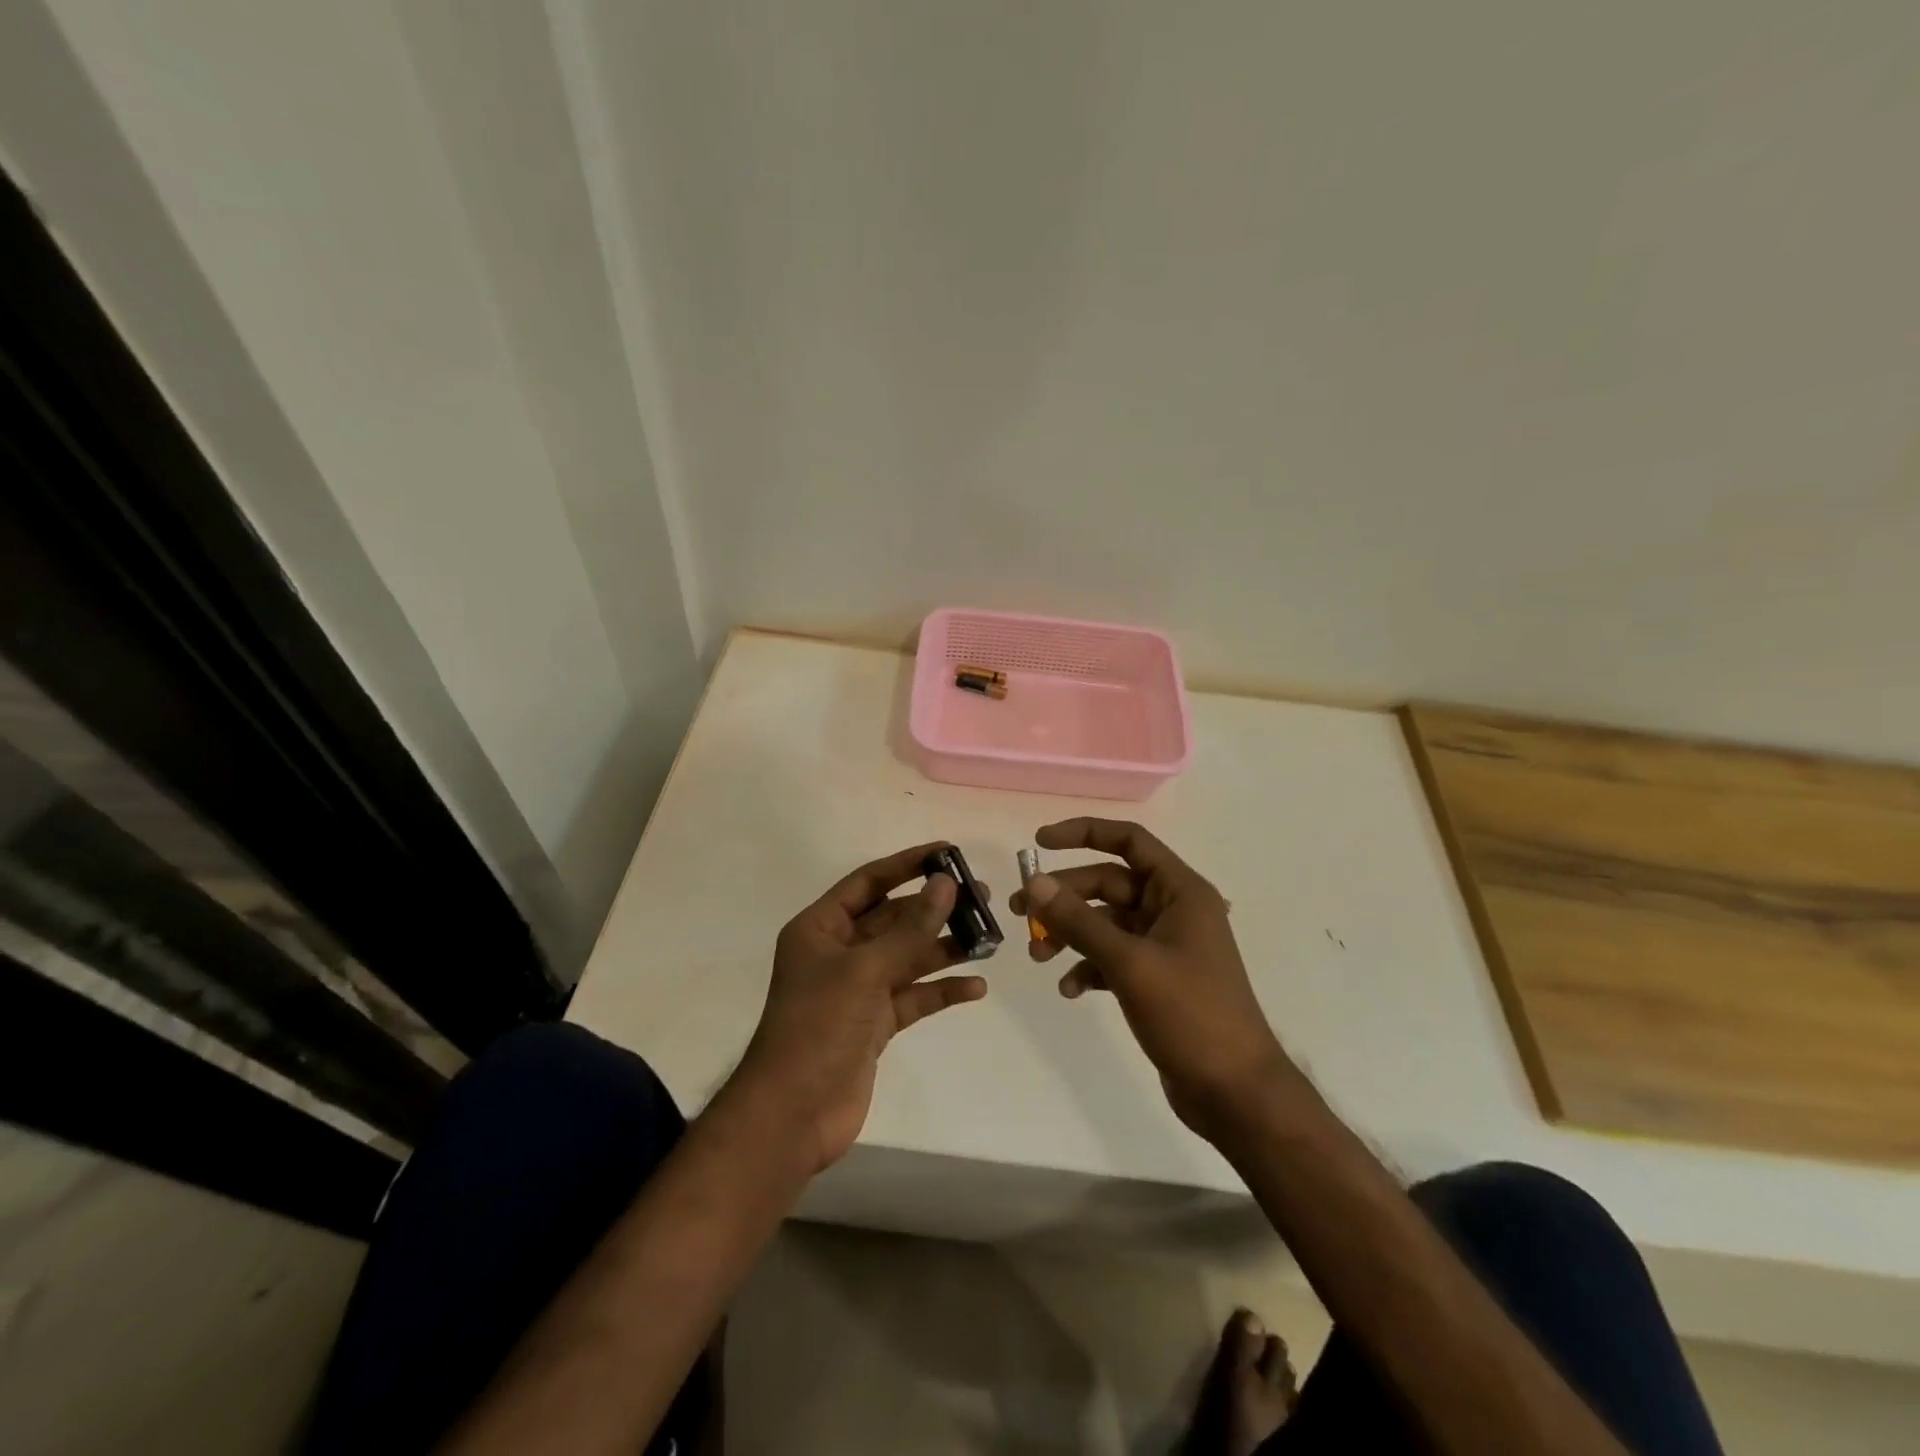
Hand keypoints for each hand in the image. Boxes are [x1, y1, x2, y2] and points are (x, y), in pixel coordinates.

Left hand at [733, 843, 988, 1172]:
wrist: (792, 1115)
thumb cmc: (818, 1027)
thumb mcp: (864, 971)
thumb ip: (909, 930)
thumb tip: (946, 883)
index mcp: (821, 928)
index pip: (869, 882)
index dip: (907, 864)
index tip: (948, 852)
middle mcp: (839, 953)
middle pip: (893, 919)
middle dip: (934, 908)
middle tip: (981, 896)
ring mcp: (858, 989)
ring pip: (908, 957)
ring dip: (944, 947)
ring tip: (989, 936)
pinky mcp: (874, 1024)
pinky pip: (913, 997)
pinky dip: (941, 991)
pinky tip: (976, 987)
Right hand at [1010, 819, 1292, 1138]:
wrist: (1235, 1093)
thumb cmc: (1190, 1015)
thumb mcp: (1129, 963)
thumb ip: (1079, 920)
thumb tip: (1035, 882)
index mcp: (1180, 892)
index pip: (1129, 841)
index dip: (1084, 833)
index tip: (1039, 842)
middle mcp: (1173, 910)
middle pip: (1109, 884)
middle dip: (1064, 896)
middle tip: (1019, 912)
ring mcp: (1165, 946)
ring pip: (1106, 923)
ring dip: (1070, 934)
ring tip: (1037, 956)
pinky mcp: (1157, 979)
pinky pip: (1112, 957)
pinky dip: (1087, 966)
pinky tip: (1069, 989)